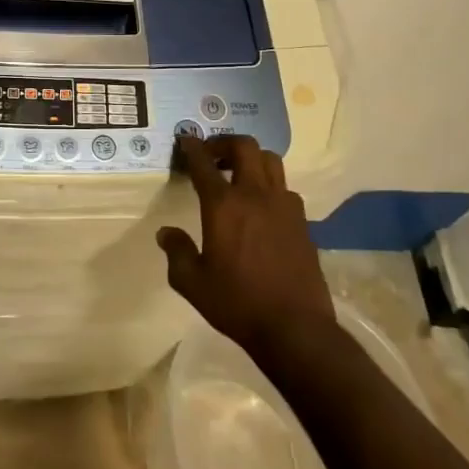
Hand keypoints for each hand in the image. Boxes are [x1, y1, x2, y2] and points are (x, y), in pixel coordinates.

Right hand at [157, 134, 335, 351]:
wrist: (295, 328)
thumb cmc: (238, 303)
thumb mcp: (193, 283)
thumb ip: (177, 252)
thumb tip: (165, 233)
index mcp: (223, 205)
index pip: (203, 163)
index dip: (191, 147)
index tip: (185, 140)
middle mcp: (255, 195)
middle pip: (245, 147)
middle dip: (225, 143)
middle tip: (212, 155)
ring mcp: (283, 205)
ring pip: (271, 161)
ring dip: (252, 159)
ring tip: (239, 174)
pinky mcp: (302, 221)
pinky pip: (285, 188)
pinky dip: (270, 186)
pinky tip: (263, 206)